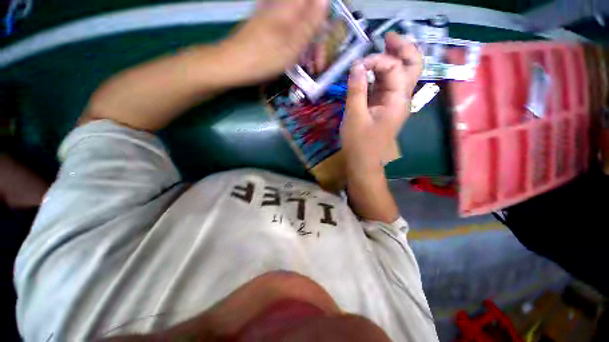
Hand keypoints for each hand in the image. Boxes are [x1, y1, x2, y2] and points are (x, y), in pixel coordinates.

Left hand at [222, 0, 328, 83]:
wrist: (232, 64)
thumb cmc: (264, 58)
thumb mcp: (292, 45)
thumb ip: (310, 23)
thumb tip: (326, 1)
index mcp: (290, 7)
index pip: (316, 3)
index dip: (325, 15)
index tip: (329, 36)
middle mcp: (282, 7)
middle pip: (310, 15)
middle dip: (318, 40)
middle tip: (318, 63)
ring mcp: (273, 17)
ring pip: (300, 26)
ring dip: (308, 46)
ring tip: (308, 67)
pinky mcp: (267, 27)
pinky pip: (289, 33)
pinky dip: (297, 46)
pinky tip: (296, 60)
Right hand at [341, 32, 422, 176]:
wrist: (363, 163)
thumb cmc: (359, 143)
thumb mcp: (354, 116)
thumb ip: (356, 90)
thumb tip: (356, 66)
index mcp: (398, 101)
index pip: (394, 68)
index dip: (376, 60)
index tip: (357, 66)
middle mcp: (401, 98)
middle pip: (412, 66)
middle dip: (403, 48)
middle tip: (388, 37)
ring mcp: (394, 103)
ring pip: (401, 74)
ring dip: (393, 59)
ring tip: (381, 46)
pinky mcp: (384, 107)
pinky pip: (387, 85)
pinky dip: (381, 74)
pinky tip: (371, 70)